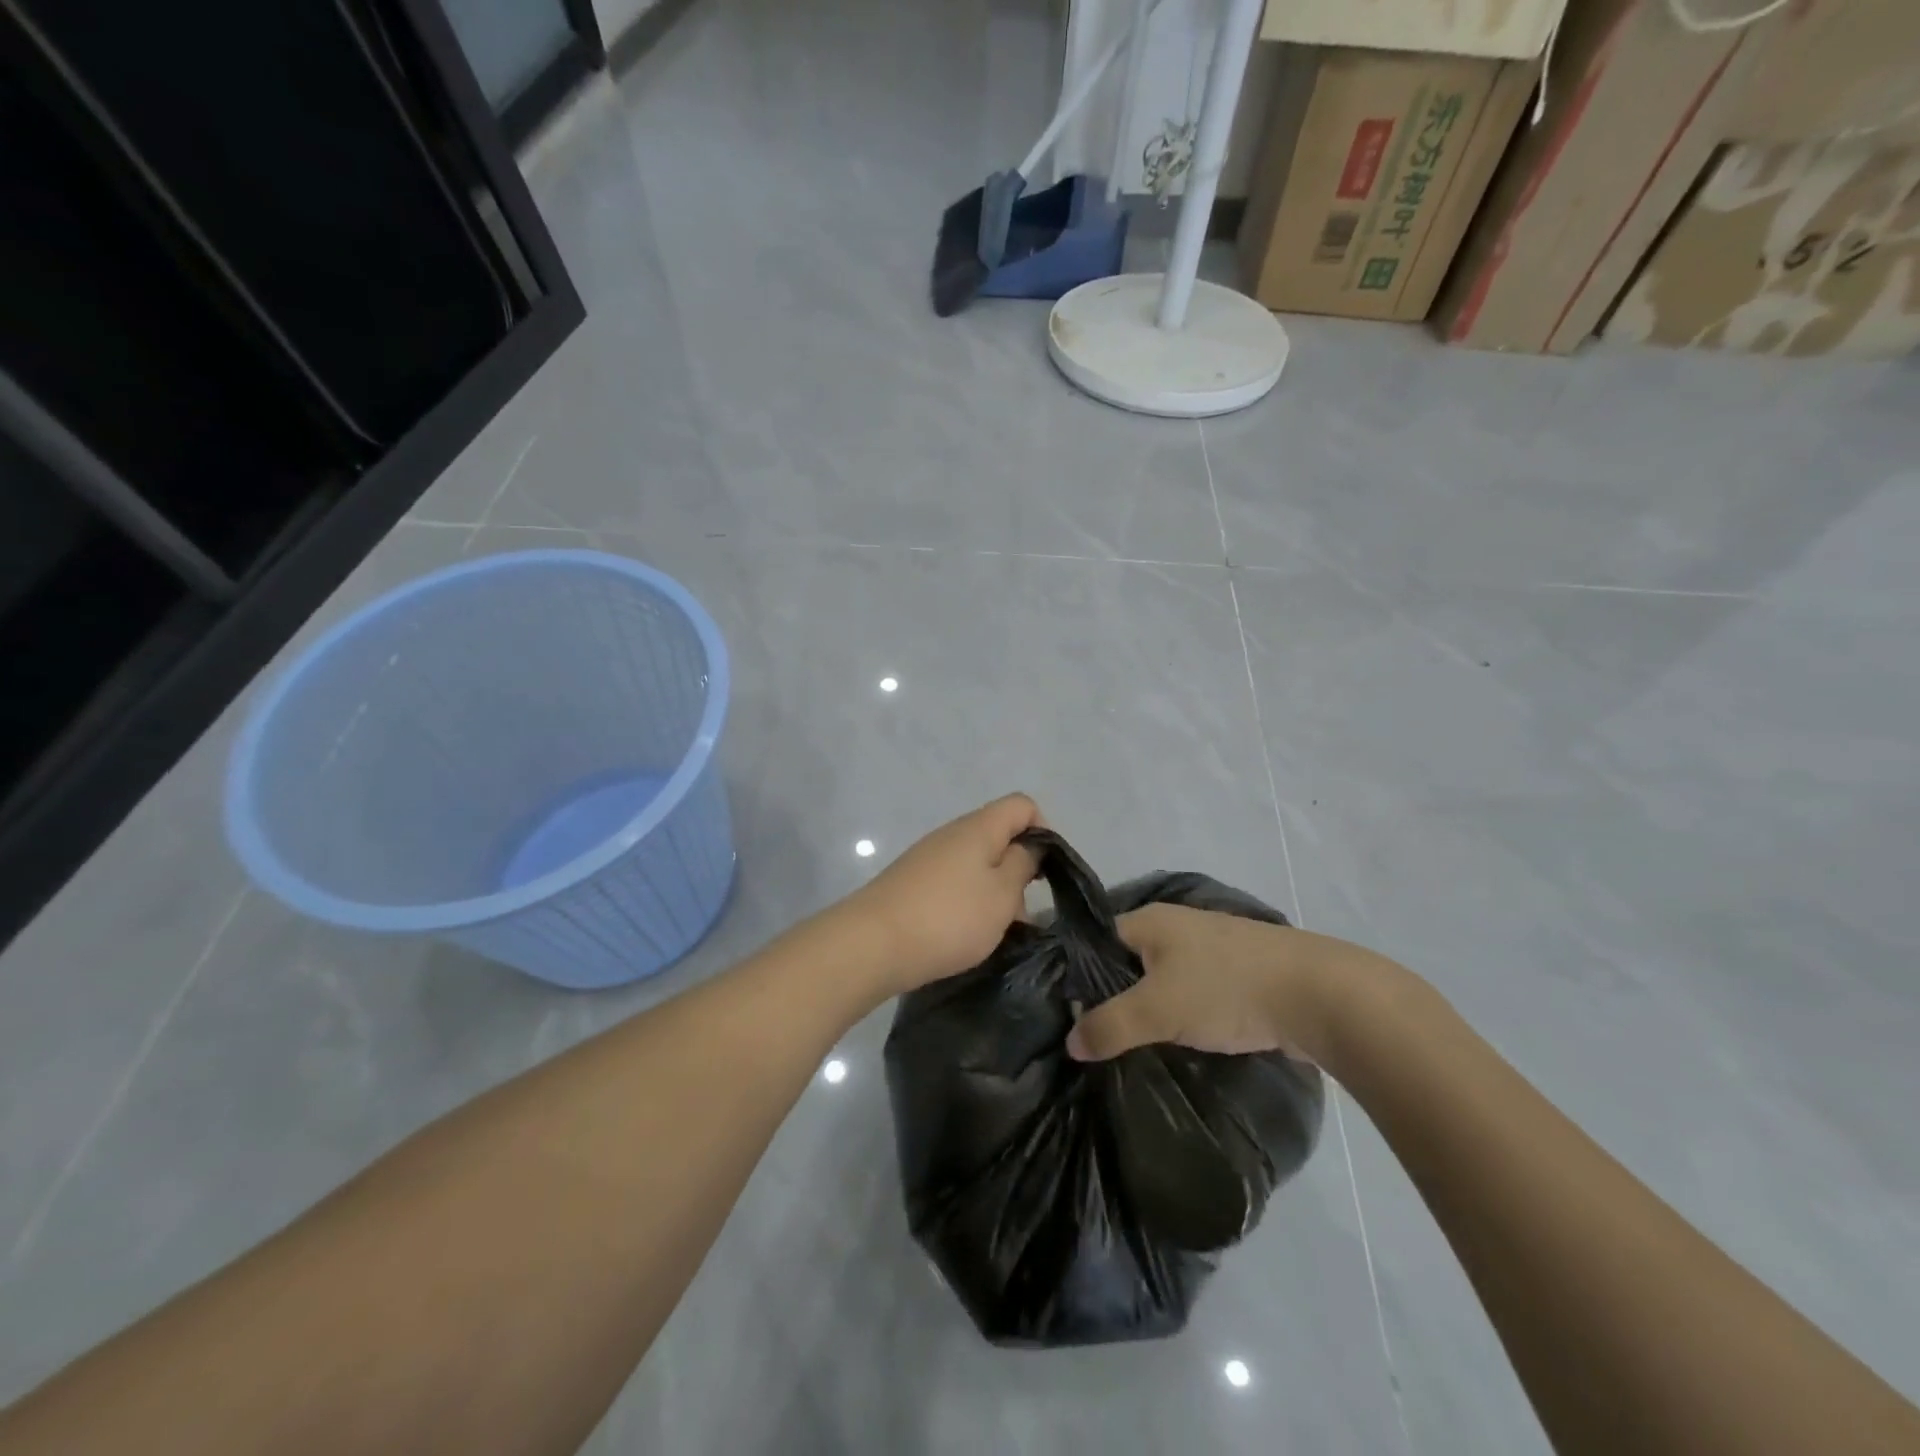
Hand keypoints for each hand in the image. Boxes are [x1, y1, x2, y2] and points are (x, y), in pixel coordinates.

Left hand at [847, 794, 1044, 993]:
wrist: (872, 944)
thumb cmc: (949, 917)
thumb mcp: (1002, 894)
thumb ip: (1023, 864)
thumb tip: (1030, 845)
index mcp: (978, 827)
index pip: (1022, 805)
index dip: (1043, 831)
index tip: (1044, 872)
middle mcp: (952, 834)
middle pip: (999, 836)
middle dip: (1018, 871)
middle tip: (1018, 914)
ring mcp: (928, 858)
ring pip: (977, 865)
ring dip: (994, 893)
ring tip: (992, 932)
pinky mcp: (912, 882)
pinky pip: (954, 883)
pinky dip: (967, 904)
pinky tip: (964, 935)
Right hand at [1065, 903, 1375, 1065]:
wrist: (1318, 995)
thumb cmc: (1226, 989)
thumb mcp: (1157, 1009)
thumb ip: (1109, 1025)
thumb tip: (1070, 1041)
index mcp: (1149, 920)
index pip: (1095, 940)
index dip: (1075, 973)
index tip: (1060, 1012)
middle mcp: (1175, 926)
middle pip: (1126, 960)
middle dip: (1109, 996)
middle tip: (1091, 1037)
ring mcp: (1209, 948)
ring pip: (1160, 979)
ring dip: (1146, 1008)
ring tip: (1128, 1046)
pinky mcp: (1236, 973)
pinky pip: (1190, 992)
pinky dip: (1178, 1014)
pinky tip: (1174, 1042)